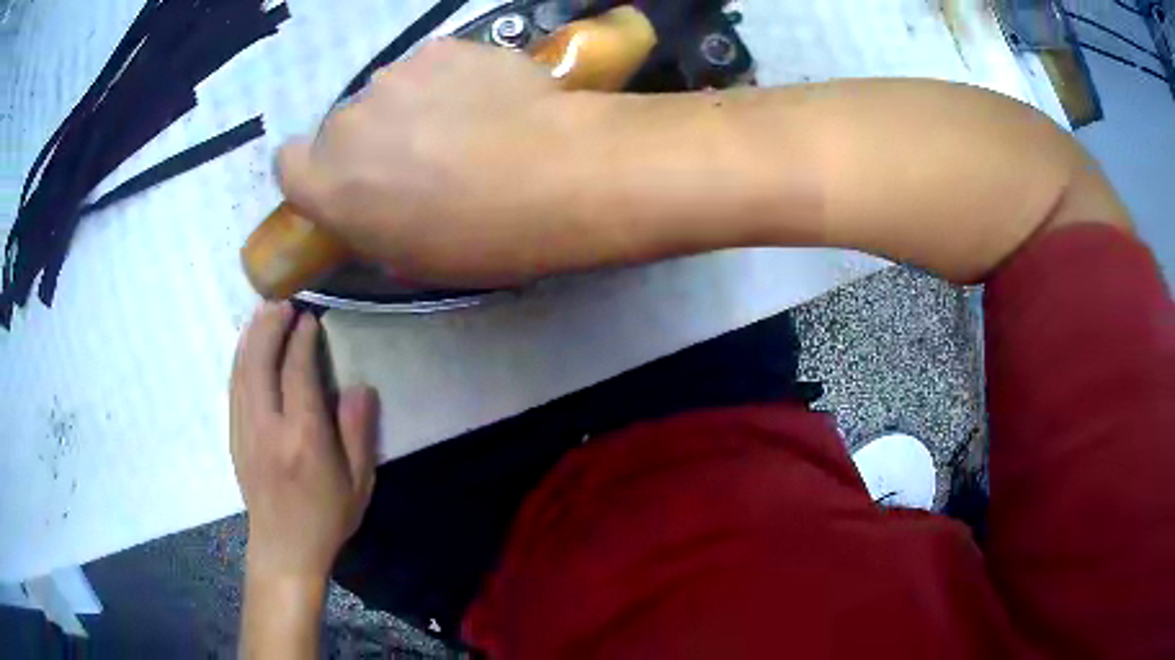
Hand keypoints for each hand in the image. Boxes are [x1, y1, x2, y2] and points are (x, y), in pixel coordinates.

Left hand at [230, 302, 378, 580]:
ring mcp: (245, 430)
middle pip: (261, 361)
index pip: (297, 372)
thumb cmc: (326, 517)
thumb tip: (358, 387)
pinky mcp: (234, 436)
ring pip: (242, 370)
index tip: (310, 318)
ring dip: (252, 336)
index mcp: (303, 437)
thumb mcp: (358, 482)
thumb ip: (358, 432)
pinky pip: (234, 387)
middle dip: (271, 326)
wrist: (284, 549)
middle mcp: (269, 426)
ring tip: (264, 313)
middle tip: (284, 302)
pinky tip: (247, 346)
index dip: (302, 340)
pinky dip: (240, 359)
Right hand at [277, 39, 599, 285]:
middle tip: (422, 158)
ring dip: (413, 106)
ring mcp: (394, 77)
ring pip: (390, 93)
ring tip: (466, 126)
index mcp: (328, 185)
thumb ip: (373, 228)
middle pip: (344, 128)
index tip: (345, 178)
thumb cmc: (479, 237)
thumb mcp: (413, 259)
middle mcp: (346, 124)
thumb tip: (376, 212)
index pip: (289, 165)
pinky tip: (489, 100)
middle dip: (373, 141)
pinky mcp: (442, 47)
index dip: (314, 170)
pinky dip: (452, 80)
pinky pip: (434, 66)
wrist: (554, 174)